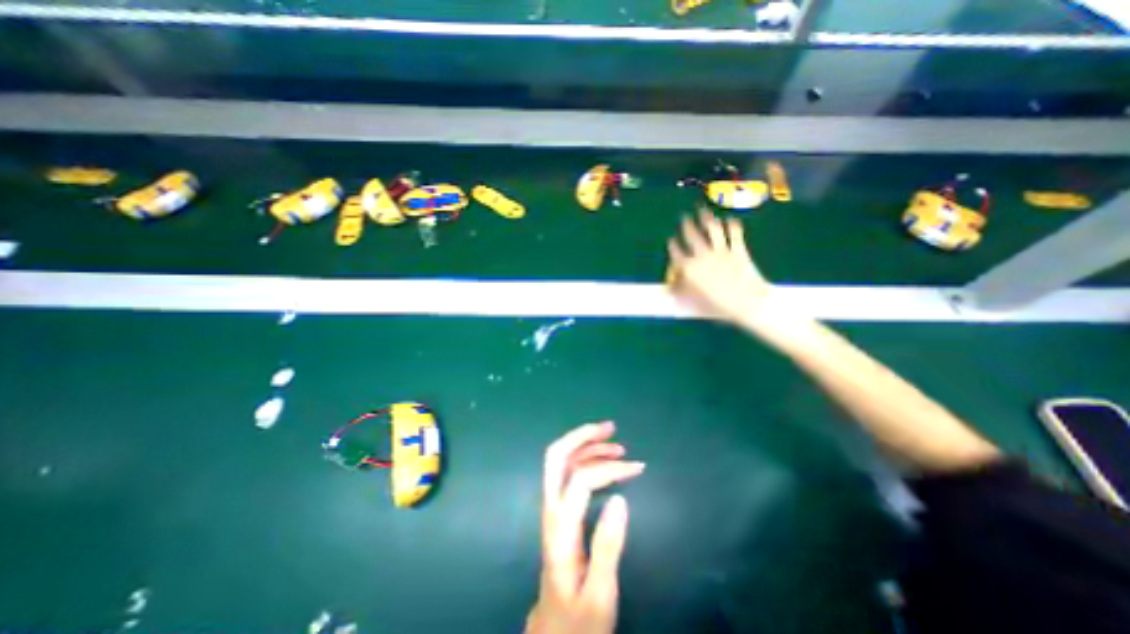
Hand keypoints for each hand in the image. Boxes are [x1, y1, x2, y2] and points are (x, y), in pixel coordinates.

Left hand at [527, 421, 643, 632]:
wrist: (553, 631)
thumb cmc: (579, 617)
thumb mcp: (600, 593)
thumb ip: (608, 546)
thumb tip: (621, 498)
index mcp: (560, 529)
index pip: (580, 481)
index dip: (608, 469)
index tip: (636, 468)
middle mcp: (551, 509)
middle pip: (556, 457)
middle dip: (582, 436)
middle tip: (610, 428)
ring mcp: (552, 507)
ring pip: (562, 460)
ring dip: (586, 444)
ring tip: (616, 443)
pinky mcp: (558, 510)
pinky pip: (567, 472)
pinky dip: (584, 457)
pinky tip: (603, 459)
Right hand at [665, 208, 773, 324]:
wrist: (746, 305)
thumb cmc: (716, 307)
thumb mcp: (692, 302)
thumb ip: (678, 292)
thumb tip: (666, 289)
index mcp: (689, 268)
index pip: (676, 253)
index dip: (672, 245)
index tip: (670, 240)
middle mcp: (703, 255)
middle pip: (691, 236)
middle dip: (686, 226)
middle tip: (684, 218)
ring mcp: (721, 251)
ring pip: (712, 230)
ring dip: (706, 219)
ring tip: (702, 211)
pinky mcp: (738, 250)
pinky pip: (734, 234)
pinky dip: (732, 225)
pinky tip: (730, 219)